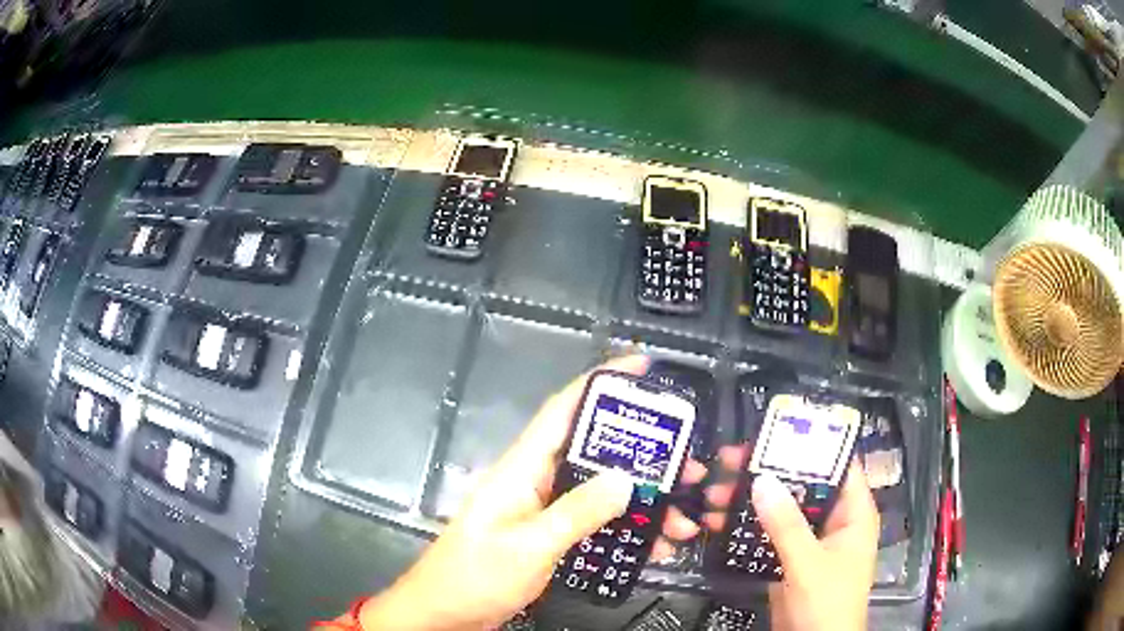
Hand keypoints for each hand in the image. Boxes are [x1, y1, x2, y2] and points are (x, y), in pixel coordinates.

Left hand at [352, 355, 706, 629]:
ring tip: (684, 515)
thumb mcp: (529, 546)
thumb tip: (625, 477)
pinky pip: (596, 523)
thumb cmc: (476, 576)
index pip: (563, 411)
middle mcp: (536, 482)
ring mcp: (544, 510)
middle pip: (595, 453)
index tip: (643, 367)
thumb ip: (576, 512)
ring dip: (642, 501)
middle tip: (688, 464)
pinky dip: (626, 531)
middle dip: (643, 456)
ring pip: (602, 492)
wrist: (446, 614)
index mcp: (522, 469)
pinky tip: (656, 544)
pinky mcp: (550, 535)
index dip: (601, 383)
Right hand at [705, 446, 878, 630]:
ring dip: (751, 502)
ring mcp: (811, 540)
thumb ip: (786, 524)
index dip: (811, 445)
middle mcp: (834, 519)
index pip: (838, 465)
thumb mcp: (808, 562)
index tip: (773, 432)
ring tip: (714, 493)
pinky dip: (748, 528)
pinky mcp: (791, 558)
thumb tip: (762, 479)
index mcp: (853, 512)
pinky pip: (770, 534)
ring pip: (783, 510)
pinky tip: (720, 522)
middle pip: (804, 485)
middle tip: (729, 462)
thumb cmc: (828, 601)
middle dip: (768, 474)